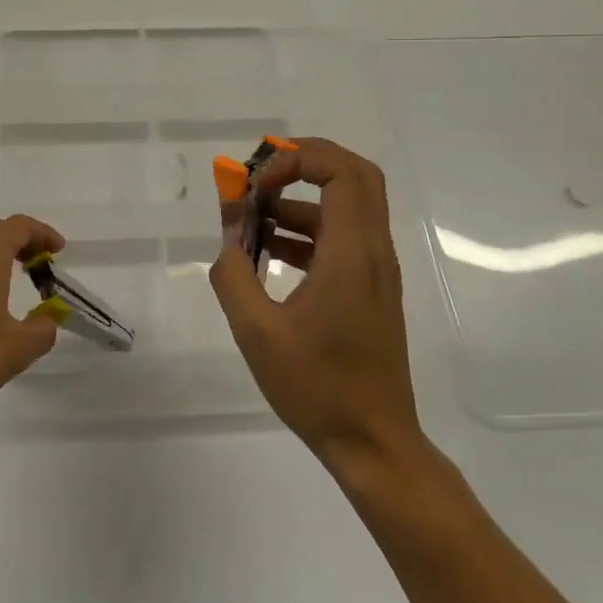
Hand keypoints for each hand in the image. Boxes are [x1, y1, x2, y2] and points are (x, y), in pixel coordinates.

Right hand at [210, 137, 421, 469]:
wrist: (373, 443)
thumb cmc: (318, 388)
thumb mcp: (257, 333)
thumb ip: (233, 277)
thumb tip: (227, 241)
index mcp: (351, 254)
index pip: (341, 171)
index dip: (296, 160)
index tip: (256, 184)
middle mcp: (371, 251)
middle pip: (355, 175)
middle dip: (307, 161)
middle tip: (262, 172)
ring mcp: (375, 270)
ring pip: (348, 205)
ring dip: (301, 198)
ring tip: (251, 219)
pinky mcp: (370, 289)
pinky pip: (342, 236)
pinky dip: (307, 228)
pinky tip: (268, 251)